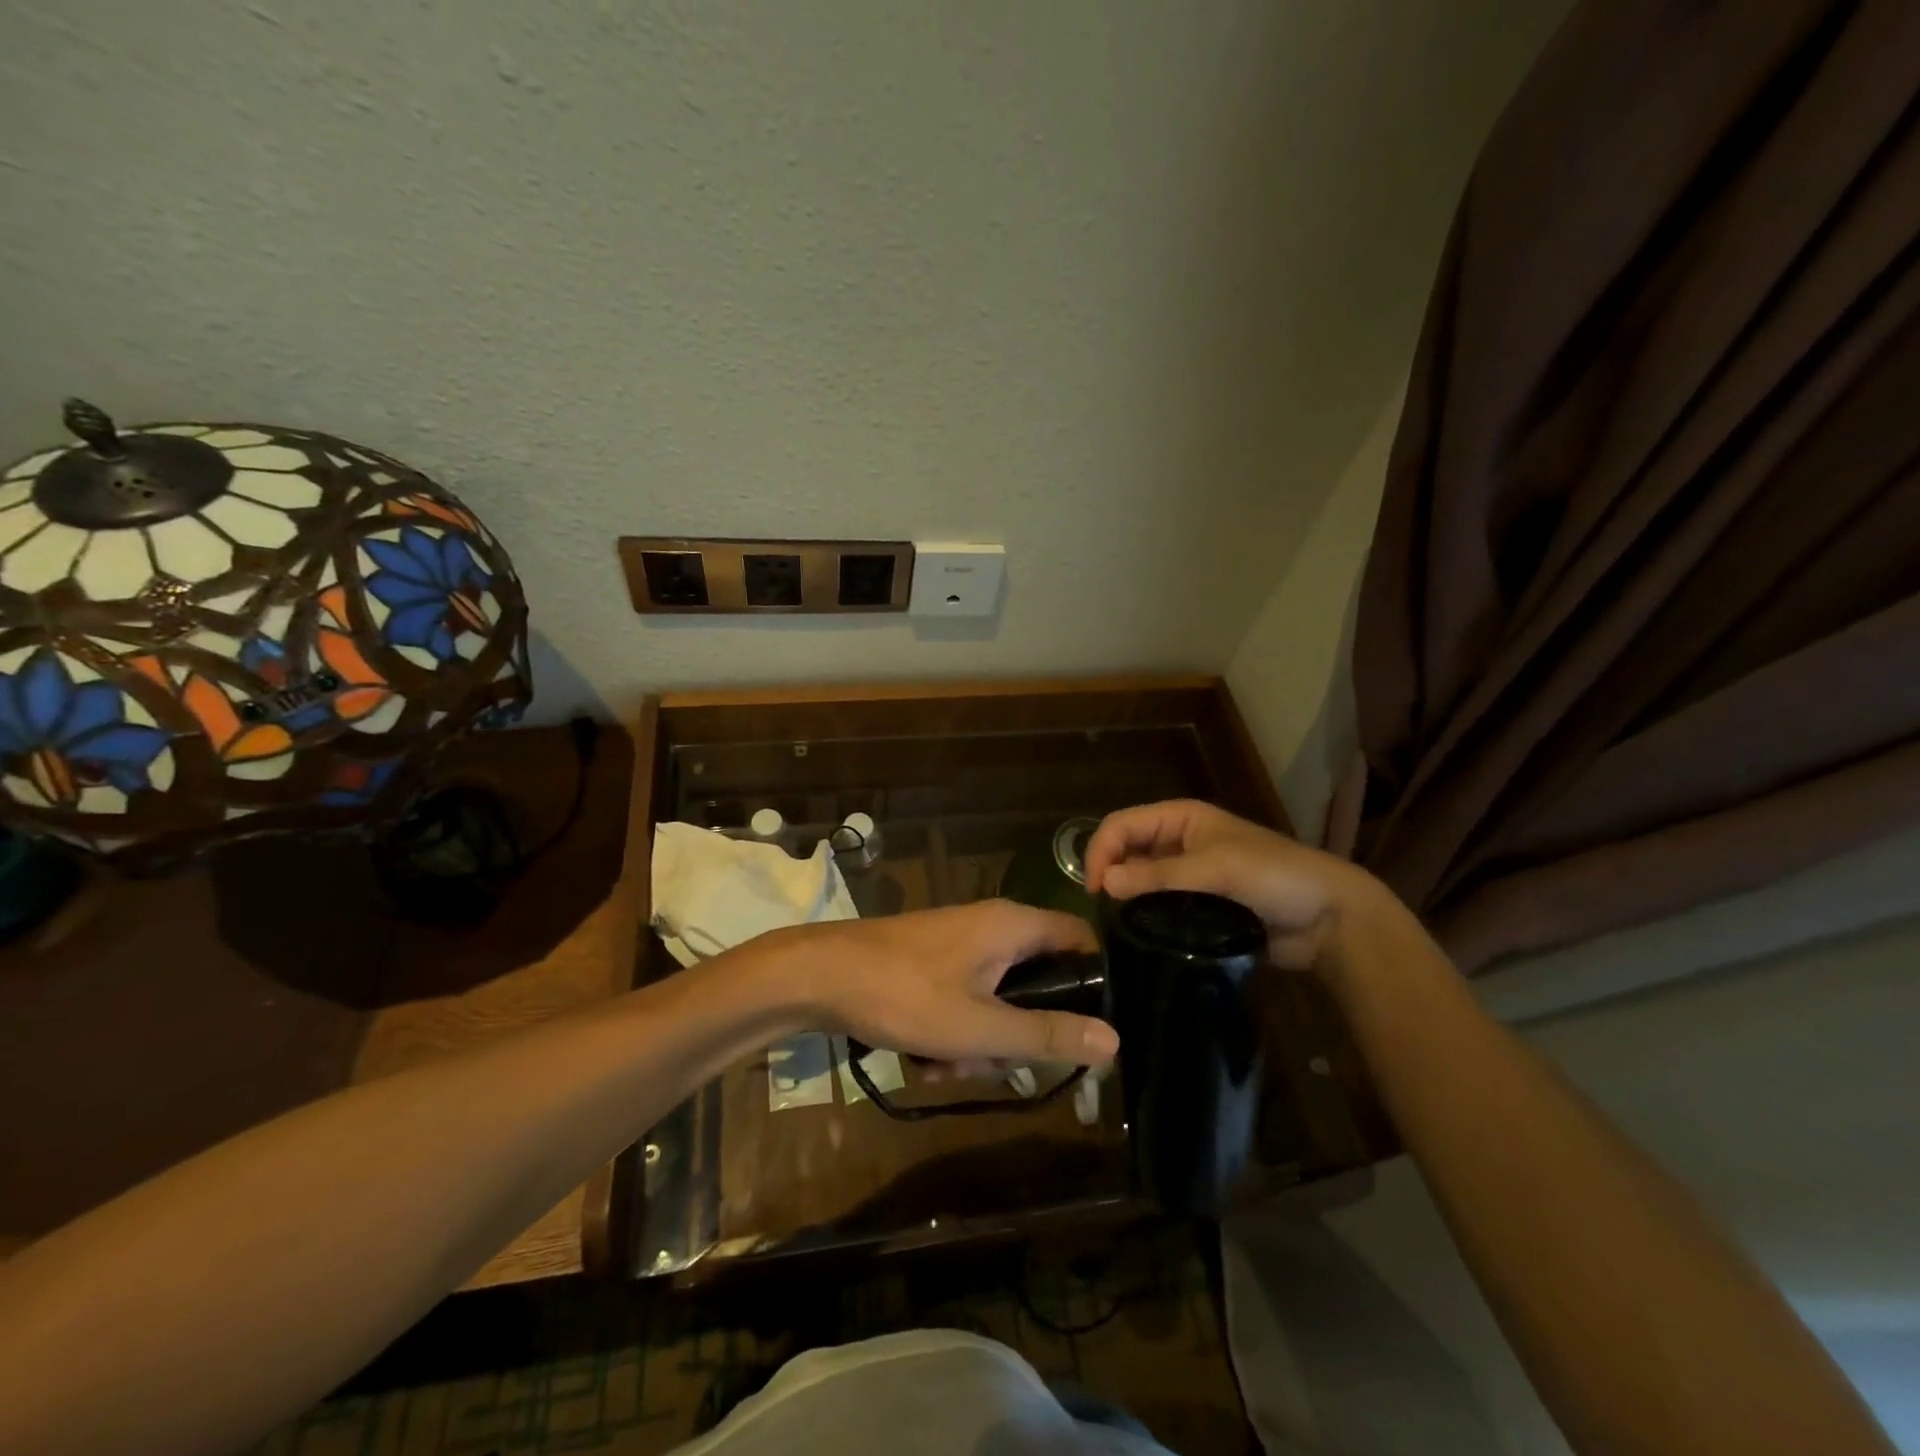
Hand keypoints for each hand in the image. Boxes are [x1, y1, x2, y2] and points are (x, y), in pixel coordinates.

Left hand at [768, 901, 1116, 1065]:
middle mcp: (993, 927)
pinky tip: (923, 1060)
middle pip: (1037, 983)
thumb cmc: (905, 995)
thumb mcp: (980, 1027)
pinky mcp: (934, 963)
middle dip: (1018, 1035)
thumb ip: (1047, 1035)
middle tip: (993, 1063)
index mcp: (1014, 926)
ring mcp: (960, 945)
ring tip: (943, 1066)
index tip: (1089, 1031)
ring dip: (978, 1044)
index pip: (1081, 940)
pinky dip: (952, 1033)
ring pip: (997, 1001)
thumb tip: (1113, 1039)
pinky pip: (964, 1001)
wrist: (820, 976)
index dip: (1094, 983)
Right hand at [1083, 799, 1403, 969]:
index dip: (1101, 850)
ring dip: (1125, 897)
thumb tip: (1103, 883)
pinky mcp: (1196, 906)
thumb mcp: (1215, 868)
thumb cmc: (1273, 876)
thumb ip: (1158, 876)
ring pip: (1139, 880)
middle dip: (1109, 873)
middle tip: (1103, 912)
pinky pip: (1158, 906)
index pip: (1121, 824)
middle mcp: (1178, 841)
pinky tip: (1138, 935)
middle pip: (1125, 850)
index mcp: (1181, 818)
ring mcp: (1187, 875)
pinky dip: (1144, 916)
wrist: (1328, 918)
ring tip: (1117, 927)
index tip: (1095, 890)